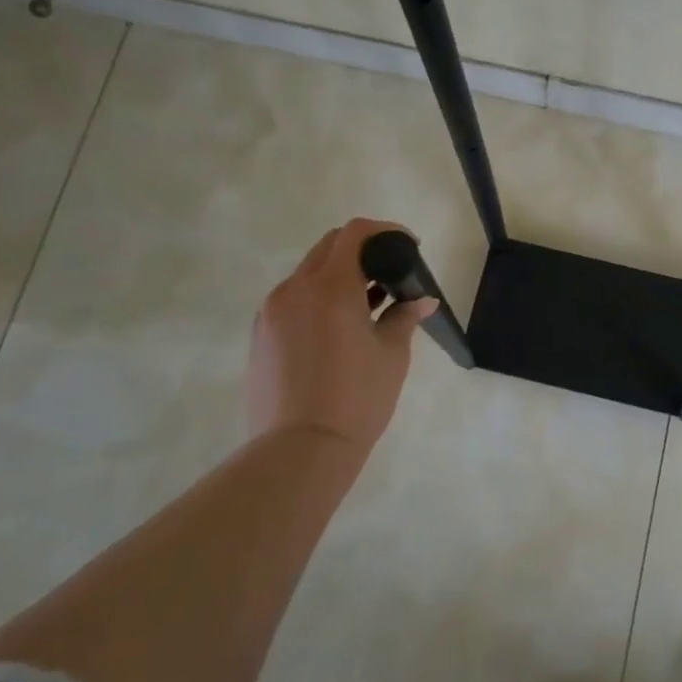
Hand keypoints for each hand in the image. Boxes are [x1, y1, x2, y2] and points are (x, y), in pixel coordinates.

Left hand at [246, 218, 437, 465]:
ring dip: (339, 276)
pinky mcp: (260, 335)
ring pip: (308, 274)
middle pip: (328, 248)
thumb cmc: (356, 398)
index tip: (408, 246)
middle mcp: (295, 289)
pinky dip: (318, 299)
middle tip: (390, 274)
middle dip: (361, 251)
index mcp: (330, 287)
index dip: (385, 230)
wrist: (300, 450)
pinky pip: (293, 300)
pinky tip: (339, 329)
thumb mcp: (391, 354)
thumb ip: (404, 317)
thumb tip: (422, 300)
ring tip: (368, 305)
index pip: (354, 234)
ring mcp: (271, 312)